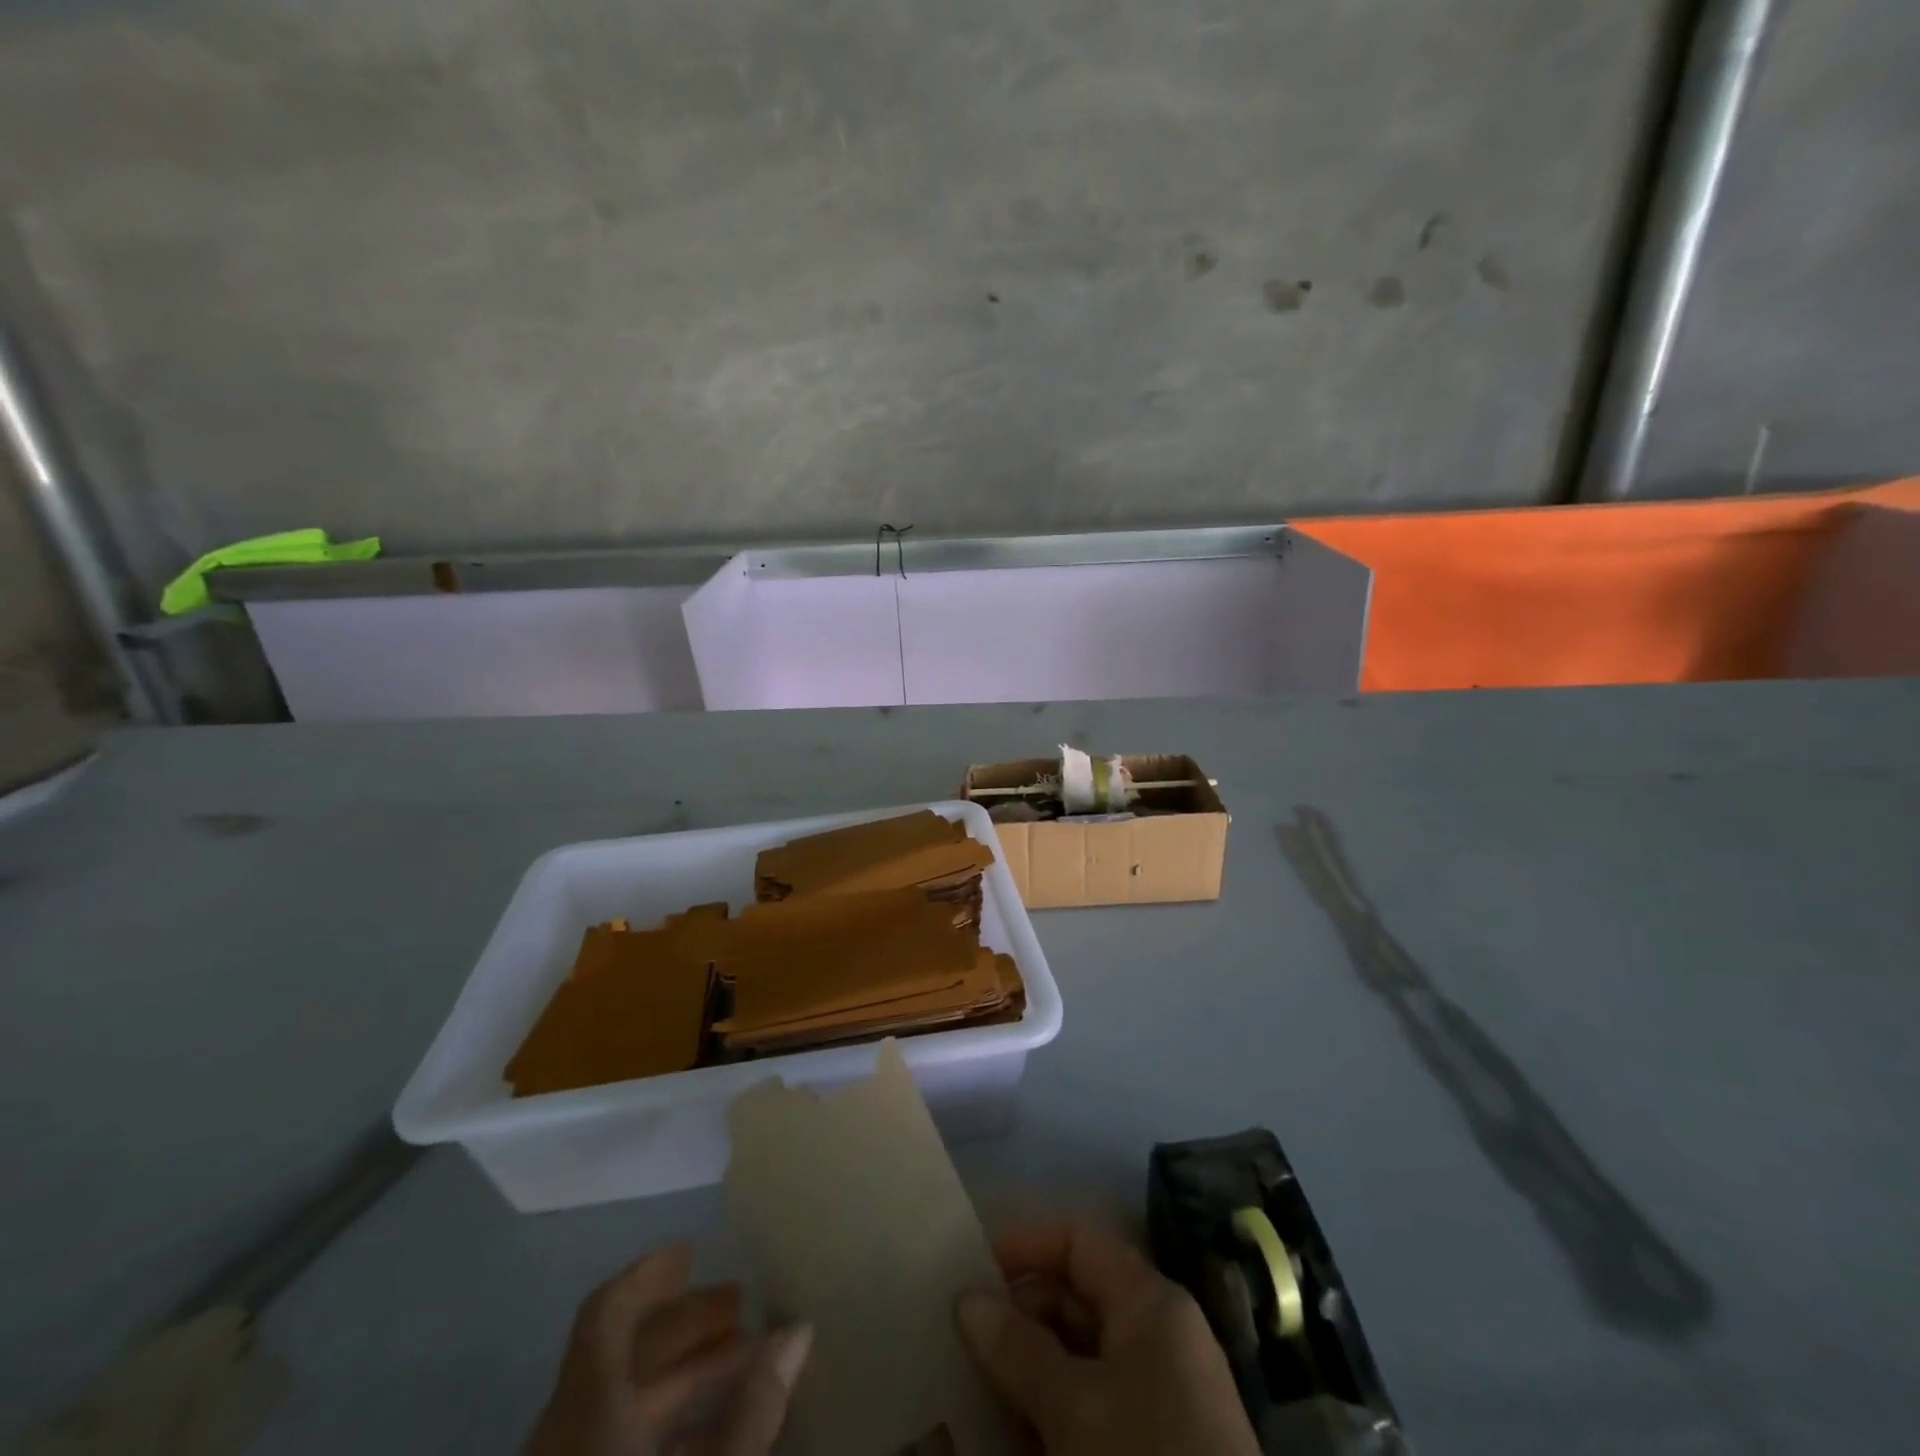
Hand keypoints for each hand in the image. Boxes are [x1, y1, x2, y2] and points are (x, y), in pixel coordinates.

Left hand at [525, 1244, 811, 1455]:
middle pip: (622, 1355)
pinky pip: (615, 1445)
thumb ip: (755, 1408)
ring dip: (682, 1375)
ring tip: (746, 1360)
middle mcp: (566, 1438)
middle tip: (743, 1306)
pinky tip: (718, 1435)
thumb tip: (799, 1330)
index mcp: (587, 1416)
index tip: (695, 1249)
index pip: (605, 1316)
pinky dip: (663, 1426)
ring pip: (622, 1403)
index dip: (647, 1275)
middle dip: (686, 1325)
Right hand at [954, 1219, 1260, 1455]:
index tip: (968, 1271)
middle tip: (955, 1338)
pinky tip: (1000, 1437)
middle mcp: (1153, 1339)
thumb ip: (1018, 1349)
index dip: (1024, 1244)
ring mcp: (1152, 1399)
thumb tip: (967, 1300)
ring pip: (1073, 1360)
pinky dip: (1044, 1414)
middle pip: (1072, 1299)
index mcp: (1149, 1303)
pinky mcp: (1145, 1448)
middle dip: (1014, 1315)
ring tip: (964, 1386)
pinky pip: (1084, 1410)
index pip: (1078, 1240)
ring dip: (1021, 1371)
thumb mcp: (1076, 1408)